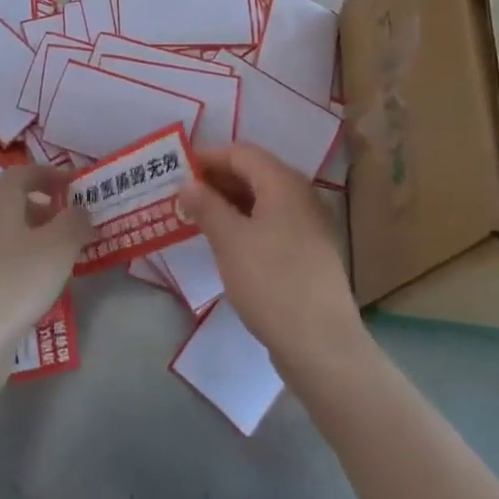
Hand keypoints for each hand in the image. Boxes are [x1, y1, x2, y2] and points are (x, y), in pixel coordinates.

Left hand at [0, 165, 90, 357]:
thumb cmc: (15, 282)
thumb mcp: (59, 246)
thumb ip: (75, 221)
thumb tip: (80, 210)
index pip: (21, 173)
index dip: (49, 174)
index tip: (74, 184)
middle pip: (13, 203)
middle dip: (45, 208)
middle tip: (73, 222)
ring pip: (8, 234)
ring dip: (36, 238)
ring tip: (63, 256)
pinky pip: (1, 262)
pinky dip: (23, 263)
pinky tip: (40, 286)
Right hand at [176, 143, 361, 365]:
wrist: (322, 346)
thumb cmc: (271, 283)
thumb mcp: (230, 241)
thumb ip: (206, 206)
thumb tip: (187, 184)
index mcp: (284, 183)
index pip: (241, 153)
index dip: (208, 157)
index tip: (176, 169)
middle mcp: (300, 196)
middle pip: (253, 173)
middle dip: (216, 180)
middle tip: (181, 194)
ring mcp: (308, 225)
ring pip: (262, 200)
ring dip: (229, 203)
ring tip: (196, 217)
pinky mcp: (308, 252)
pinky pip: (271, 222)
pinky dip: (245, 223)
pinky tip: (225, 242)